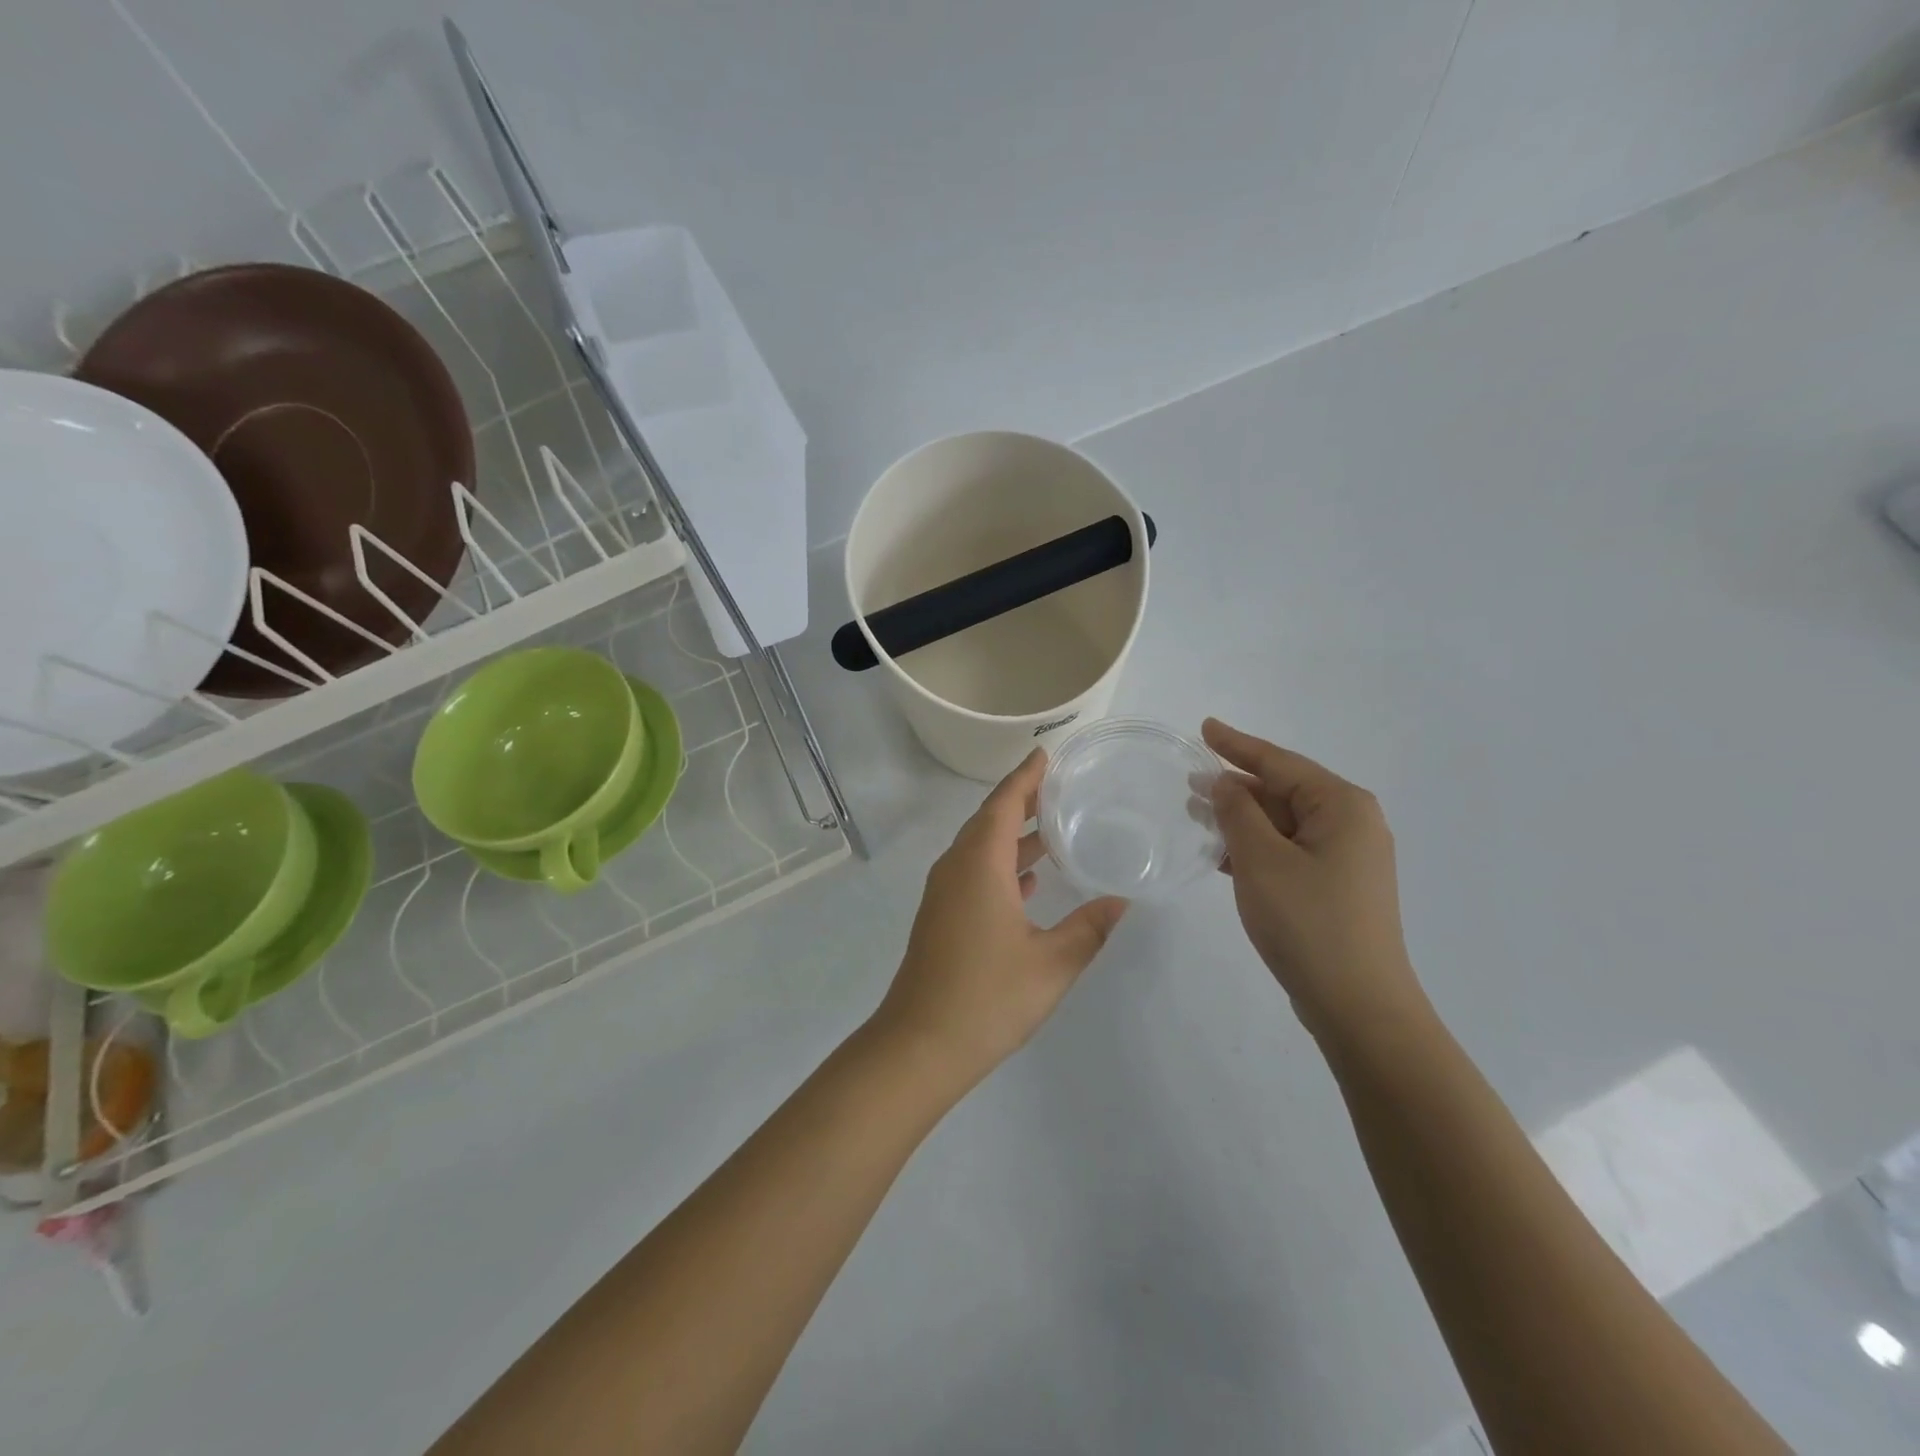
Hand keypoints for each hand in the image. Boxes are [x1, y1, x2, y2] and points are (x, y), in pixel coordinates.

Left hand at [873, 749, 1127, 1088]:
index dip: (1025, 777)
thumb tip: (1120, 902)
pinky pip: (973, 873)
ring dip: (1013, 835)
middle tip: (1059, 787)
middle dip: (1021, 800)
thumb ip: (1089, 928)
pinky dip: (1001, 864)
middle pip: (989, 820)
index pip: (1003, 804)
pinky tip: (1028, 880)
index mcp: (980, 865)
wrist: (920, 1045)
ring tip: (1053, 830)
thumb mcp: (1052, 964)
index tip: (1045, 754)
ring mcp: (944, 894)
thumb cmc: (987, 998)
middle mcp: (956, 869)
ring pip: (980, 848)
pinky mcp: (941, 917)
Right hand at [1202, 719, 1427, 1042]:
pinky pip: (1288, 850)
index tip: (1204, 727)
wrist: (1357, 1004)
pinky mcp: (1335, 886)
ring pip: (1283, 823)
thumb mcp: (1261, 860)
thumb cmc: (1308, 922)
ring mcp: (1345, 858)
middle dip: (1235, 786)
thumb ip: (1238, 812)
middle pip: (1283, 790)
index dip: (1237, 744)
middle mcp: (1351, 823)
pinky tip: (1220, 853)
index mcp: (1342, 806)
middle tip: (1188, 781)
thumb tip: (1224, 783)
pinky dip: (1255, 847)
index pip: (1279, 762)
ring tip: (1196, 814)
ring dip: (1241, 819)